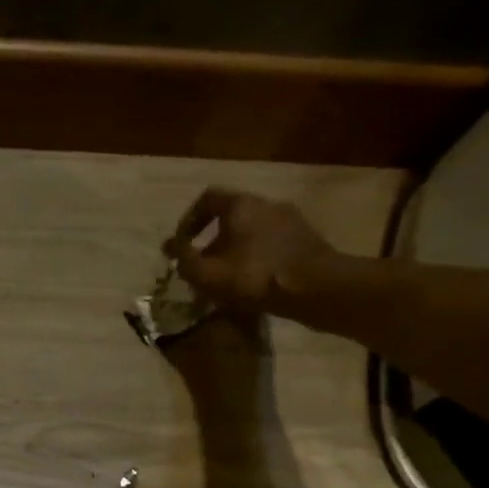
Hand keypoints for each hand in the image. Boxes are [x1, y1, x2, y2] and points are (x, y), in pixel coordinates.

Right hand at [167, 189, 337, 315]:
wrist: (318, 289)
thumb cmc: (255, 276)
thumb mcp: (207, 273)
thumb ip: (184, 259)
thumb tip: (170, 247)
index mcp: (241, 205)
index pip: (208, 198)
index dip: (190, 218)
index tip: (183, 242)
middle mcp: (267, 204)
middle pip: (233, 215)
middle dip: (214, 238)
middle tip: (205, 263)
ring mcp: (292, 221)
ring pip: (255, 230)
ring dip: (238, 249)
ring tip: (230, 276)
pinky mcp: (309, 240)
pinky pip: (274, 243)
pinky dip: (260, 257)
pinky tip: (257, 281)